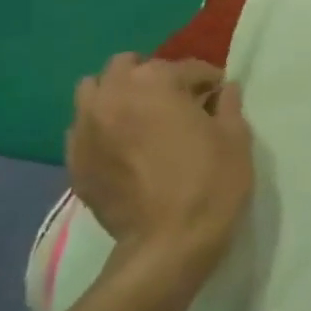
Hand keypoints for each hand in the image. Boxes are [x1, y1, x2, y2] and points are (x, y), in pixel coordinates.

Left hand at [64, 53, 253, 270]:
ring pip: (94, 90)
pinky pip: (83, 127)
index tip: (220, 96)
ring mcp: (86, 127)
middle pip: (128, 66)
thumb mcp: (236, 138)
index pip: (186, 67)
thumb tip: (226, 90)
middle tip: (177, 102)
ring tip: (141, 117)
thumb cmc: (211, 183)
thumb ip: (229, 105)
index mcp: (155, 83)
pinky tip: (123, 147)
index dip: (208, 80)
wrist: (169, 244)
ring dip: (118, 94)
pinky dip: (102, 126)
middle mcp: (113, 95)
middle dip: (154, 77)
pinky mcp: (74, 159)